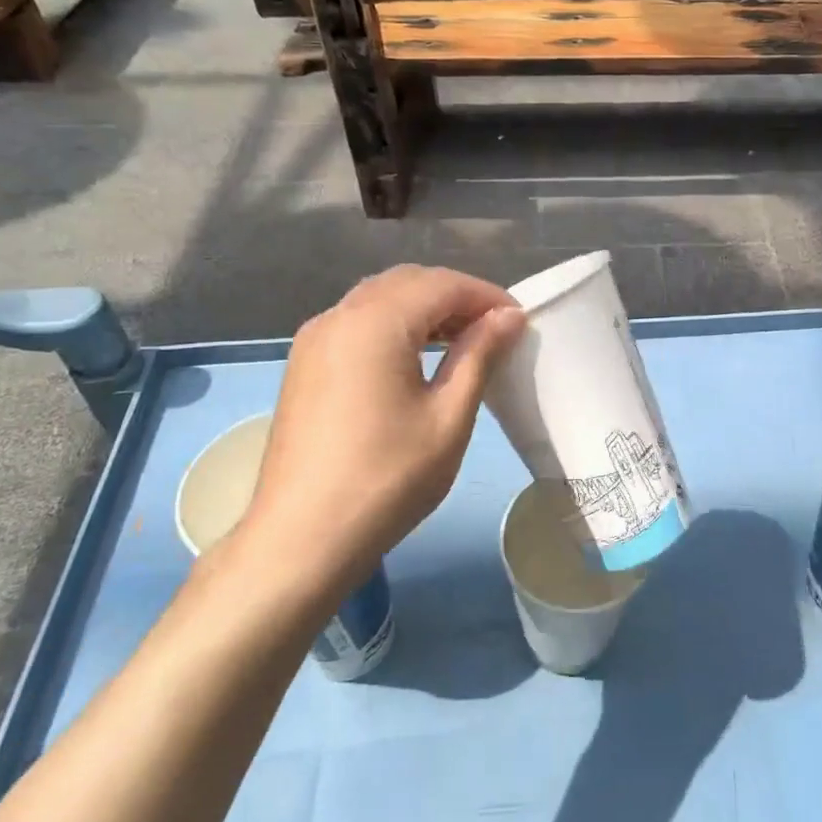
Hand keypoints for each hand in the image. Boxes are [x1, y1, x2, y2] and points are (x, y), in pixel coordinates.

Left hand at [228, 266, 525, 598]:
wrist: (302, 539)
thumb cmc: (387, 478)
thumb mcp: (449, 417)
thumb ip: (479, 355)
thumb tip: (508, 316)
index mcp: (375, 322)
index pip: (442, 284)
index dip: (486, 296)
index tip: (519, 321)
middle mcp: (339, 315)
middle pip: (408, 282)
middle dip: (455, 297)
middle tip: (493, 330)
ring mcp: (315, 339)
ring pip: (380, 299)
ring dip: (424, 309)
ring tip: (462, 342)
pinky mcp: (304, 363)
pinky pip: (357, 323)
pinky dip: (394, 325)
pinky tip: (416, 359)